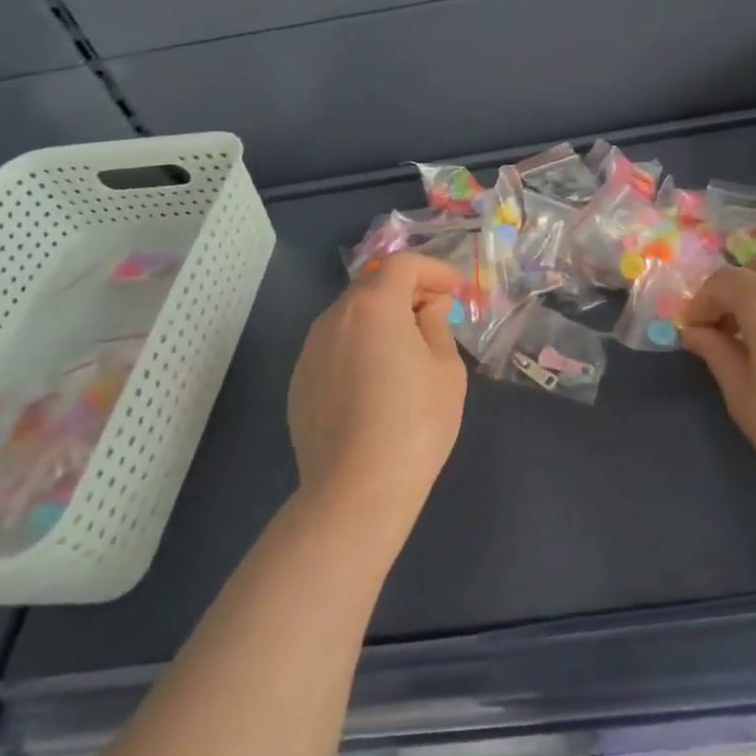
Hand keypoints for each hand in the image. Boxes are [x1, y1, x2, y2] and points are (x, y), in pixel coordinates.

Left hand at [287, 254, 467, 532]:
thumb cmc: (414, 423)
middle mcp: (335, 317)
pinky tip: (376, 381)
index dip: (434, 270)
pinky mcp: (299, 381)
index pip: (404, 265)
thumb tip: (427, 309)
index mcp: (374, 305)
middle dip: (408, 291)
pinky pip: (335, 346)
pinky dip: (359, 345)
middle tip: (436, 315)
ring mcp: (310, 349)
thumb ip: (436, 325)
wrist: (356, 491)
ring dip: (382, 318)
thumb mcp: (446, 369)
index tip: (456, 290)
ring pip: (352, 315)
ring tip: (407, 349)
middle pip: (374, 285)